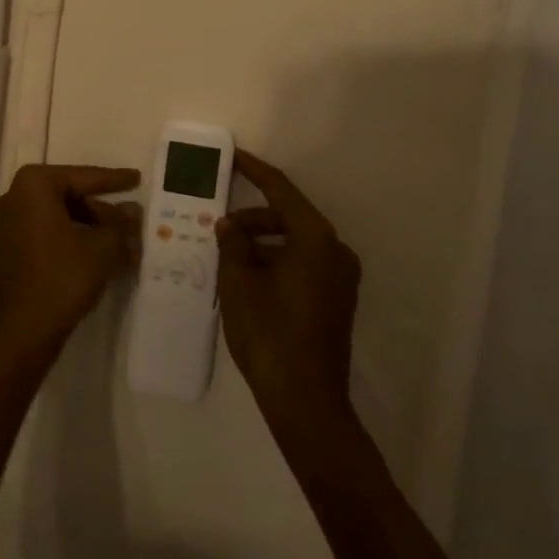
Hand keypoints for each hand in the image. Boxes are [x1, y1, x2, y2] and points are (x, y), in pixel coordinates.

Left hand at [0, 164, 141, 358]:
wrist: (23, 332)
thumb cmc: (63, 277)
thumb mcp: (103, 248)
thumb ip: (120, 225)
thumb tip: (133, 211)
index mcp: (34, 185)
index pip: (83, 177)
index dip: (114, 180)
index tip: (136, 178)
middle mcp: (14, 196)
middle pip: (68, 195)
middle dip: (101, 209)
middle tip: (130, 218)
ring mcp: (6, 223)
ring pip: (57, 215)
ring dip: (88, 225)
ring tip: (119, 240)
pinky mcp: (6, 249)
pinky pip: (44, 232)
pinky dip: (69, 237)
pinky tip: (95, 253)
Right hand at [217, 150, 361, 433]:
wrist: (306, 403)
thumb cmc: (270, 334)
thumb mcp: (239, 282)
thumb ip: (232, 244)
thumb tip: (229, 224)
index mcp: (315, 238)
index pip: (281, 190)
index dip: (254, 171)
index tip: (233, 156)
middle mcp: (335, 250)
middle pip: (288, 218)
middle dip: (252, 219)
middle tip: (218, 228)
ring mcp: (340, 277)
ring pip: (294, 243)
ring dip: (261, 244)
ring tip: (227, 257)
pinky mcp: (336, 300)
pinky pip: (302, 265)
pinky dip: (275, 262)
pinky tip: (247, 277)